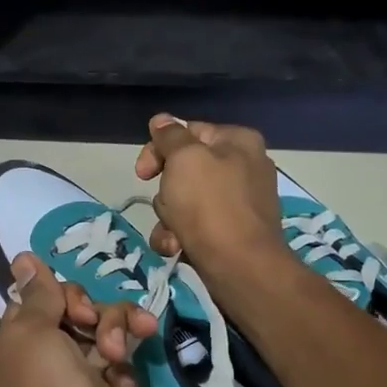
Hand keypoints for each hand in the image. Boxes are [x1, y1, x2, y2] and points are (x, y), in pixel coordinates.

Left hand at [0, 253, 161, 386]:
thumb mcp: (33, 338)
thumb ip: (38, 297)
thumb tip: (23, 258)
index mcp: (16, 351)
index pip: (38, 302)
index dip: (60, 294)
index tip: (75, 306)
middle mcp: (45, 368)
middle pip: (76, 316)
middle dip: (96, 313)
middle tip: (102, 334)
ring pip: (105, 339)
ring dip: (117, 336)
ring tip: (121, 354)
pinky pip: (125, 373)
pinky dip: (128, 375)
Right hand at [134, 114, 292, 279]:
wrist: (240, 267)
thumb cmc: (210, 205)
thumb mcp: (184, 159)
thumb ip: (170, 136)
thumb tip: (162, 120)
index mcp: (238, 141)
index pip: (188, 131)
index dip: (159, 149)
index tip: (142, 172)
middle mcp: (243, 167)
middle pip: (184, 170)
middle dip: (166, 192)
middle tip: (169, 205)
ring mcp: (238, 203)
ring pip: (184, 201)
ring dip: (168, 219)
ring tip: (175, 234)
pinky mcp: (231, 233)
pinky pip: (194, 226)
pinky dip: (180, 237)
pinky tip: (177, 248)